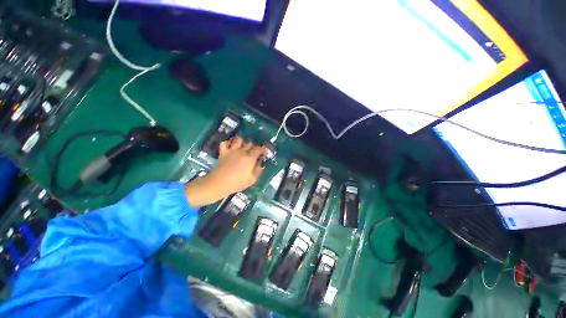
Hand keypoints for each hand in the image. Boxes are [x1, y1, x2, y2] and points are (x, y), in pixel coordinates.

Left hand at [185, 136, 266, 207]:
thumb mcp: (252, 179)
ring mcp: (232, 150)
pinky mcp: (223, 152)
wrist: (219, 183)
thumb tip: (261, 165)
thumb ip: (258, 171)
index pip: (259, 149)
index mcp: (250, 158)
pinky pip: (224, 143)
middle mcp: (242, 151)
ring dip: (241, 141)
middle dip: (253, 146)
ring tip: (242, 145)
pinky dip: (227, 143)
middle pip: (250, 143)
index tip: (264, 152)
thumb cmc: (238, 183)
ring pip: (238, 139)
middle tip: (254, 150)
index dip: (263, 149)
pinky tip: (229, 146)